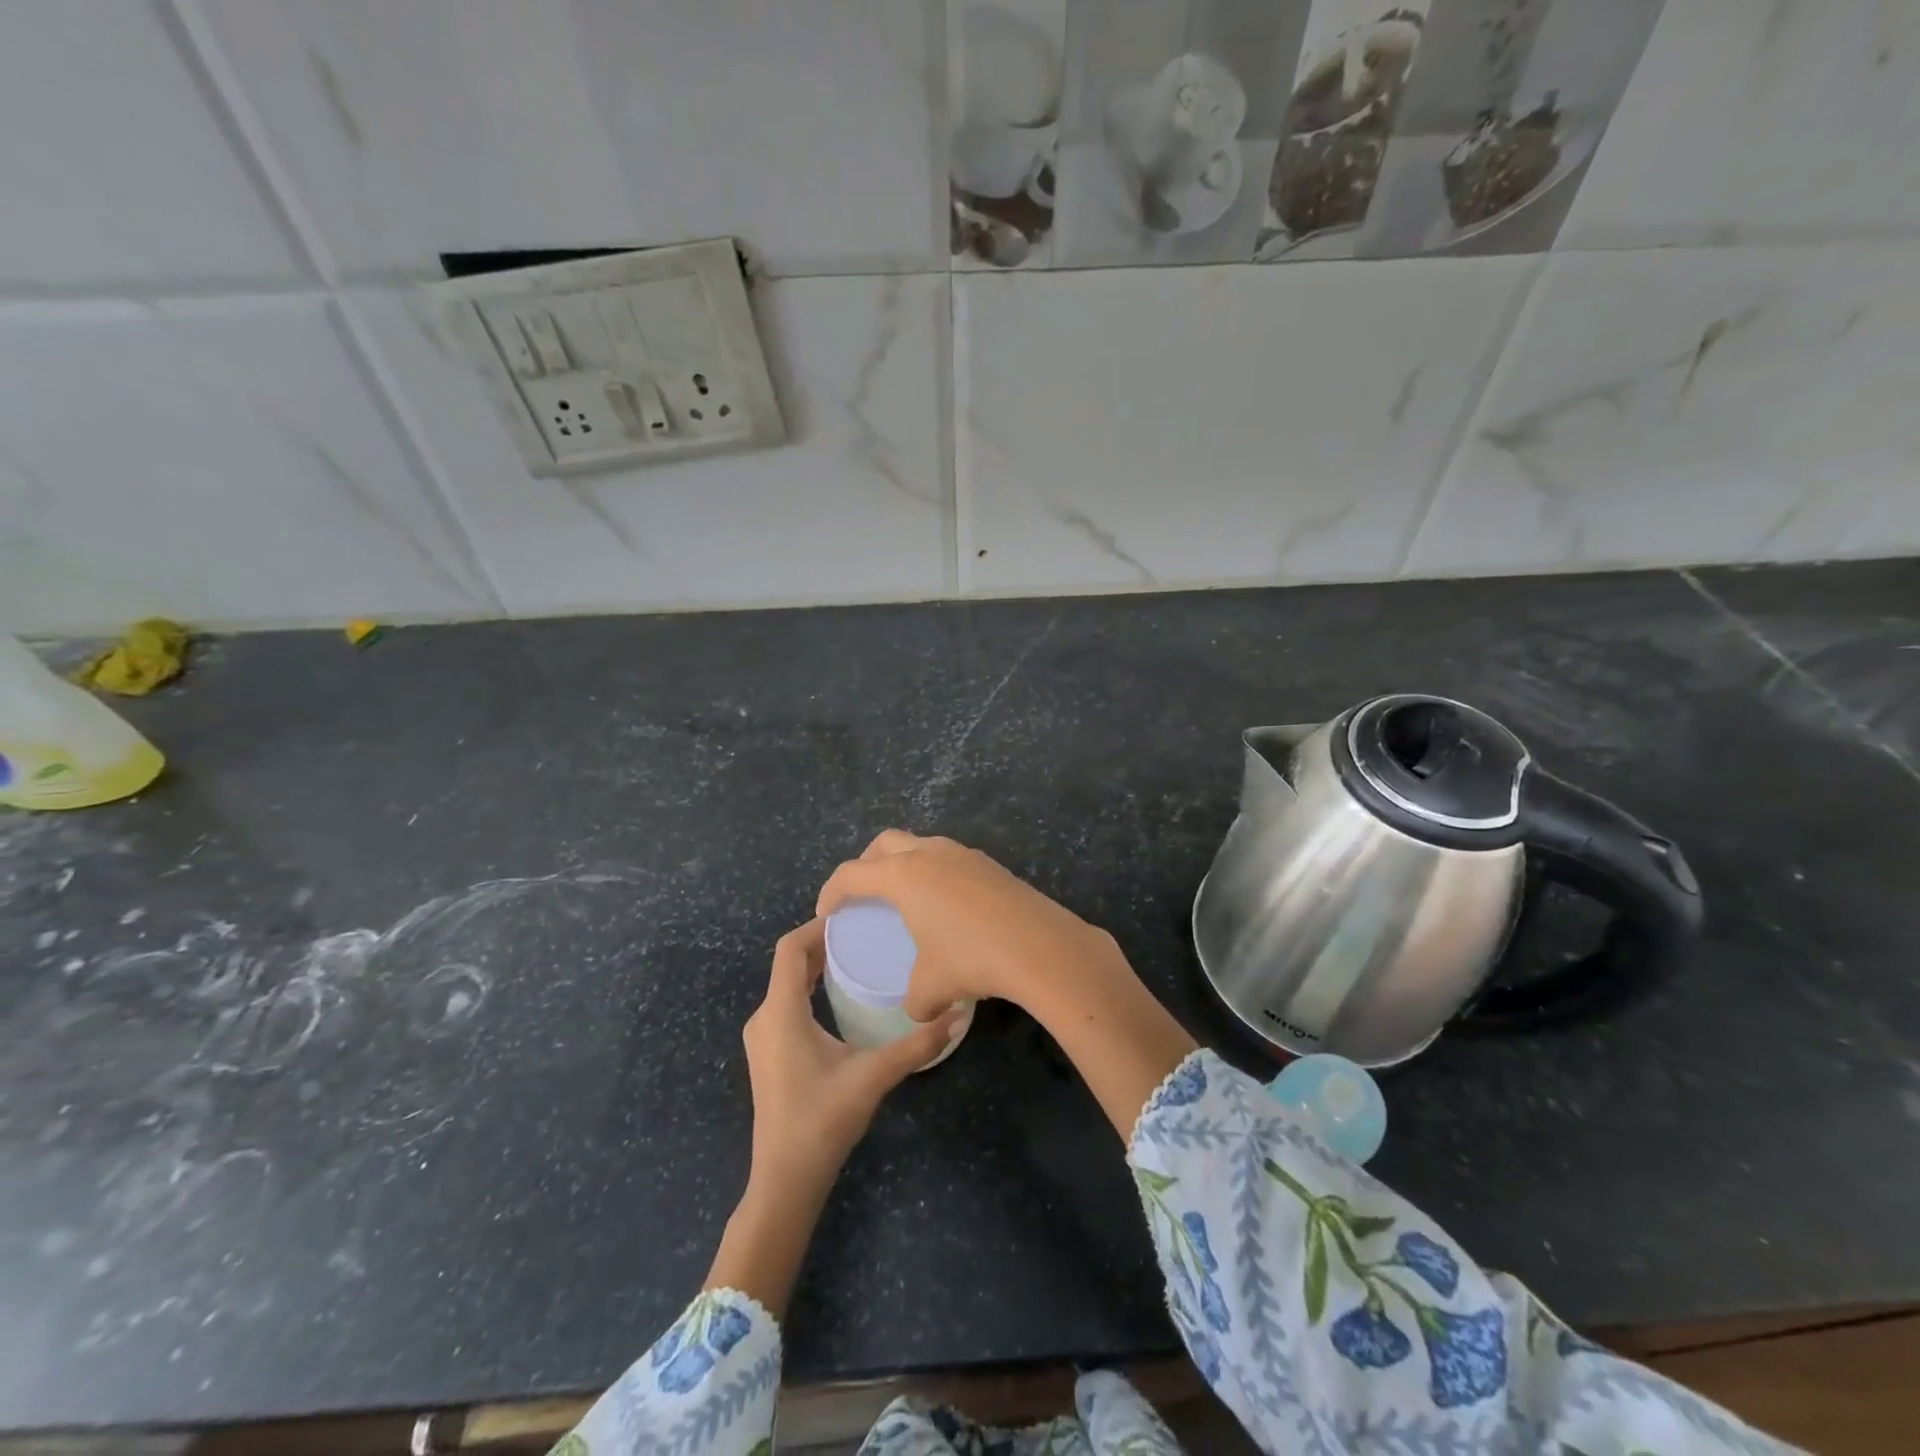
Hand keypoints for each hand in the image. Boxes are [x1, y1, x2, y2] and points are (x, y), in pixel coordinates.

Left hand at [704, 920, 961, 1317]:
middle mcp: (765, 1018)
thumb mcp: (873, 1076)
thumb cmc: (822, 1120)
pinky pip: (787, 1004)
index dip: (817, 926)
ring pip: (787, 985)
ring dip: (817, 967)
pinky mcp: (769, 1054)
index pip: (789, 949)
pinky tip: (840, 998)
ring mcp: (763, 1038)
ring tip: (858, 958)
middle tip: (865, 933)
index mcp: (780, 1012)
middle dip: (824, 944)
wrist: (785, 1180)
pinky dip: (810, 989)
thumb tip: (958, 1016)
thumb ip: (916, 1045)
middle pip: (789, 964)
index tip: (853, 916)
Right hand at [819, 831, 1195, 1141]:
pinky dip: (935, 873)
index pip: (852, 874)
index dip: (832, 892)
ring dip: (904, 863)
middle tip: (862, 894)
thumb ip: (915, 1000)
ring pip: (920, 845)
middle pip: (884, 843)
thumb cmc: (973, 959)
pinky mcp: (990, 864)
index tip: (826, 913)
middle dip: (866, 864)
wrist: (1040, 946)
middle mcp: (929, 854)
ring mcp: (963, 854)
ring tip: (905, 897)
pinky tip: (946, 905)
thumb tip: (919, 1011)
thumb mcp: (932, 988)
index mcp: (902, 876)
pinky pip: (949, 858)